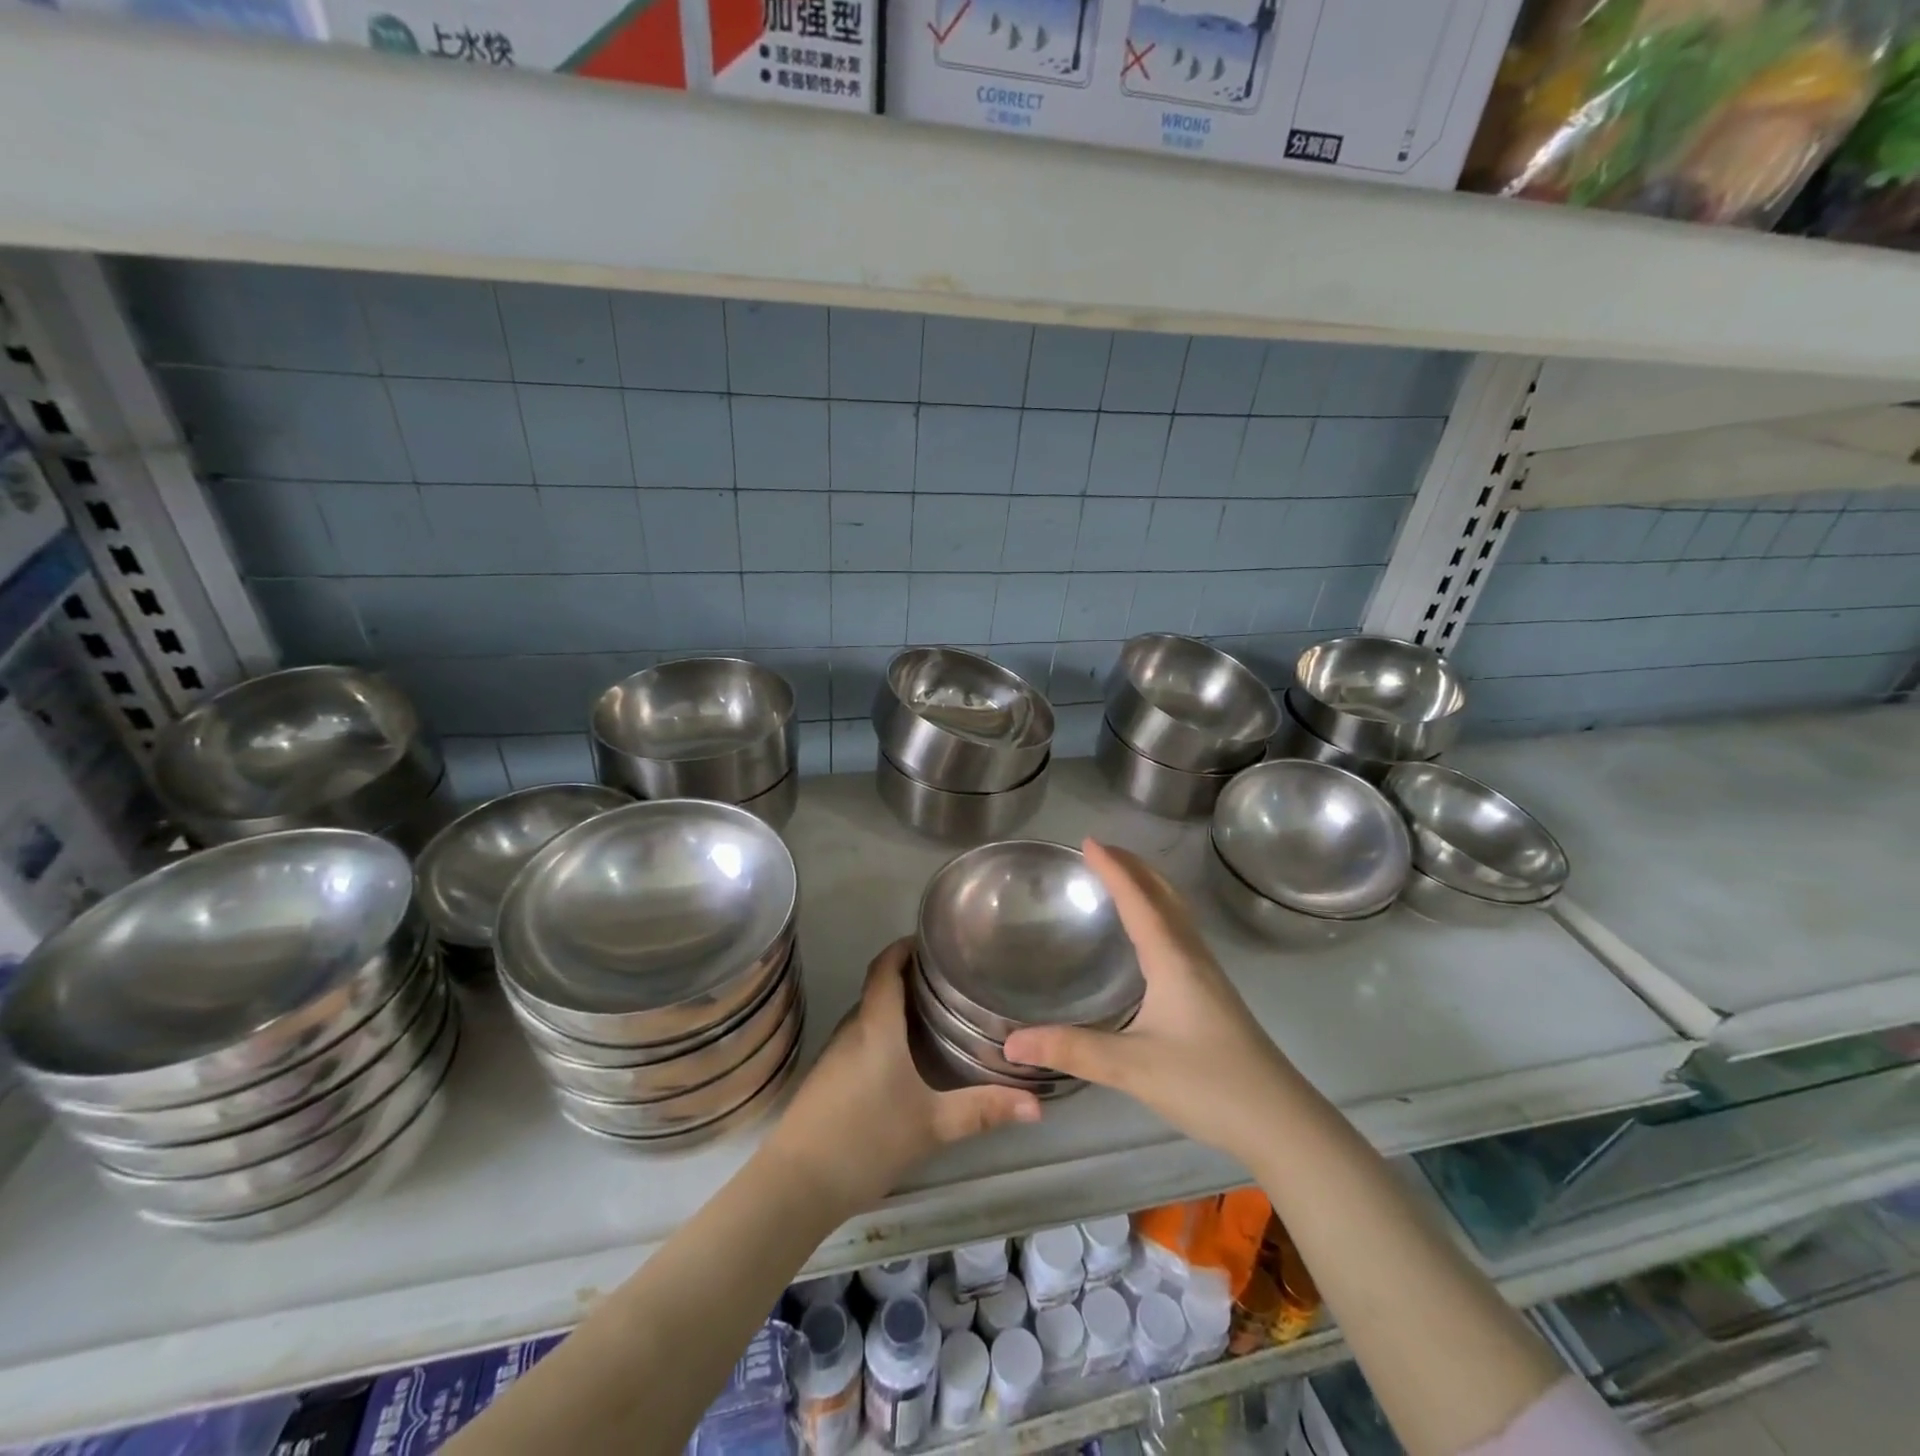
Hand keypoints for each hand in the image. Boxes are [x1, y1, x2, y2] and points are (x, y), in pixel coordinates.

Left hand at [764, 938, 1041, 1211]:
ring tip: (935, 1014)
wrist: (796, 1185)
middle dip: (909, 977)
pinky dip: (882, 1033)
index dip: (905, 947)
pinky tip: (903, 1059)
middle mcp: (852, 1029)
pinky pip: (859, 1039)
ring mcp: (834, 1054)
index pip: (885, 967)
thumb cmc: (866, 1140)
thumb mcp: (932, 1125)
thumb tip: (1038, 1104)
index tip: (932, 940)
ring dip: (895, 1007)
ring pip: (868, 1016)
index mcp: (876, 1026)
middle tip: (950, 981)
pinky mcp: (826, 1078)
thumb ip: (982, 1111)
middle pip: (878, 988)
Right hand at [1003, 839, 1295, 1165]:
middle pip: (1164, 895)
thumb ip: (1072, 1050)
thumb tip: (1011, 1042)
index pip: (1138, 899)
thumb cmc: (1208, 1084)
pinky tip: (1149, 937)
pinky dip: (1159, 913)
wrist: (1280, 1121)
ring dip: (1149, 887)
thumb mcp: (1132, 1068)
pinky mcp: (1213, 994)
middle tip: (1101, 851)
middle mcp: (1192, 956)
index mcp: (1173, 959)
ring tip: (1122, 880)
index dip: (1112, 869)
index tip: (1087, 842)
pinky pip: (1181, 933)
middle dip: (1133, 866)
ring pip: (1176, 912)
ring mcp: (1208, 975)